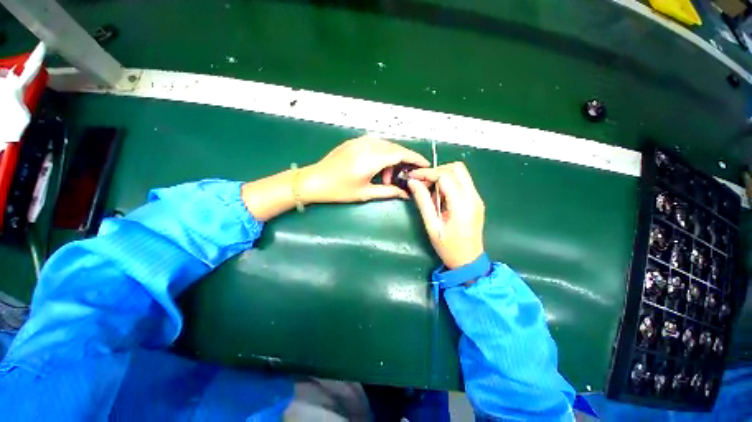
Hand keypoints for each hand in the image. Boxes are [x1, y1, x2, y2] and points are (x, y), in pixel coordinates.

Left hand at [301, 135, 429, 203]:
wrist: (314, 180)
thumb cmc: (339, 190)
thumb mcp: (366, 193)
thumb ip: (388, 192)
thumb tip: (406, 194)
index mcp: (371, 158)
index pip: (401, 154)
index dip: (415, 158)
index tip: (425, 165)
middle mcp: (368, 145)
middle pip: (395, 148)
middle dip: (404, 160)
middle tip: (405, 176)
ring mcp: (360, 141)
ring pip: (385, 145)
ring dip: (392, 159)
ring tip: (387, 177)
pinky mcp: (354, 142)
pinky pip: (375, 144)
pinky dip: (382, 154)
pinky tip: (377, 168)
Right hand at [408, 162, 484, 268]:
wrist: (469, 261)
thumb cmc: (448, 247)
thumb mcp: (432, 225)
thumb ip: (423, 201)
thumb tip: (413, 182)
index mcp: (462, 205)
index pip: (445, 176)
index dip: (427, 173)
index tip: (413, 176)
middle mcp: (473, 197)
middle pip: (457, 168)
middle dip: (436, 170)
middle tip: (422, 182)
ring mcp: (477, 198)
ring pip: (461, 173)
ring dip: (442, 176)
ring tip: (429, 190)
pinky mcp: (476, 200)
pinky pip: (462, 182)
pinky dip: (448, 182)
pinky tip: (439, 195)